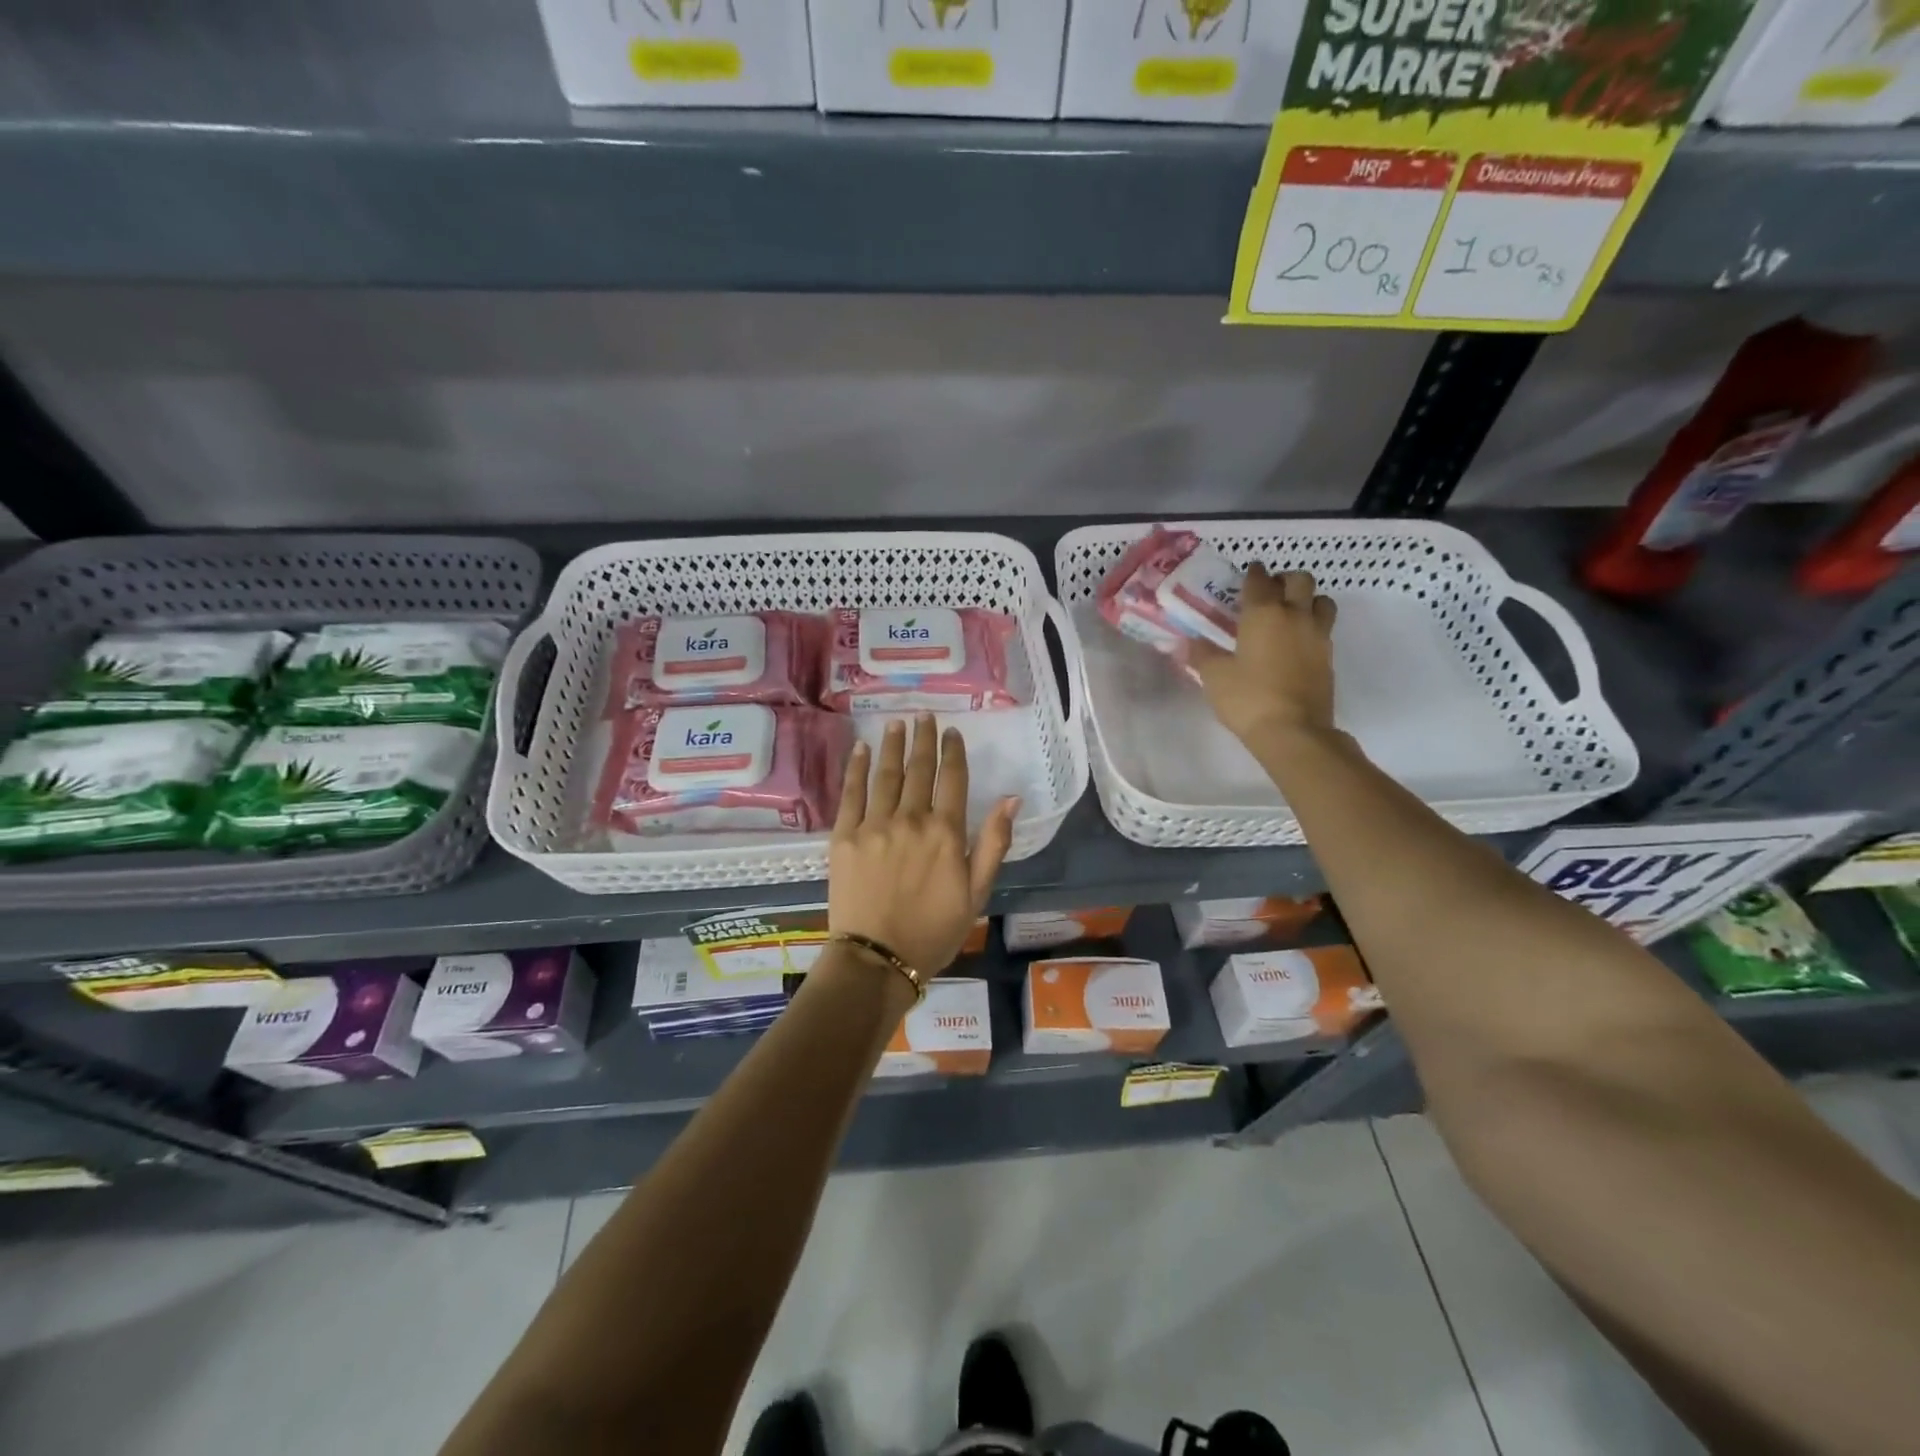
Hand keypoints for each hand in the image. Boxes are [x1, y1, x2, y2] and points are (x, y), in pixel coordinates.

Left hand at [829, 715, 1018, 975]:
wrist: (877, 959)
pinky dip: (857, 768)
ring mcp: (874, 825)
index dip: (953, 752)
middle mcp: (911, 818)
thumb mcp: (977, 892)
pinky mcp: (844, 835)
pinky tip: (861, 749)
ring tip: (896, 723)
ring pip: (887, 774)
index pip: (953, 779)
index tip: (952, 733)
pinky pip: (851, 793)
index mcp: (945, 832)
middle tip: (924, 716)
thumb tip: (1012, 798)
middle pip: (919, 769)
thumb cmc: (934, 930)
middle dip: (924, 739)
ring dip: (893, 745)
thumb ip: (994, 842)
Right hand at [1190, 565, 1338, 744]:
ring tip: (1289, 616)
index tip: (1246, 576)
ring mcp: (1317, 636)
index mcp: (1263, 613)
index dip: (1252, 573)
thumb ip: (1201, 654)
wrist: (1293, 731)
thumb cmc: (1248, 698)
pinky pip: (1324, 629)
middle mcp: (1295, 615)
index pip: (1259, 579)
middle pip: (1300, 580)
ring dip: (1307, 600)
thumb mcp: (1214, 677)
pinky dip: (1312, 627)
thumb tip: (1187, 642)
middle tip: (1268, 595)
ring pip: (1321, 600)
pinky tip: (1296, 644)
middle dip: (1284, 580)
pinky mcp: (1329, 657)